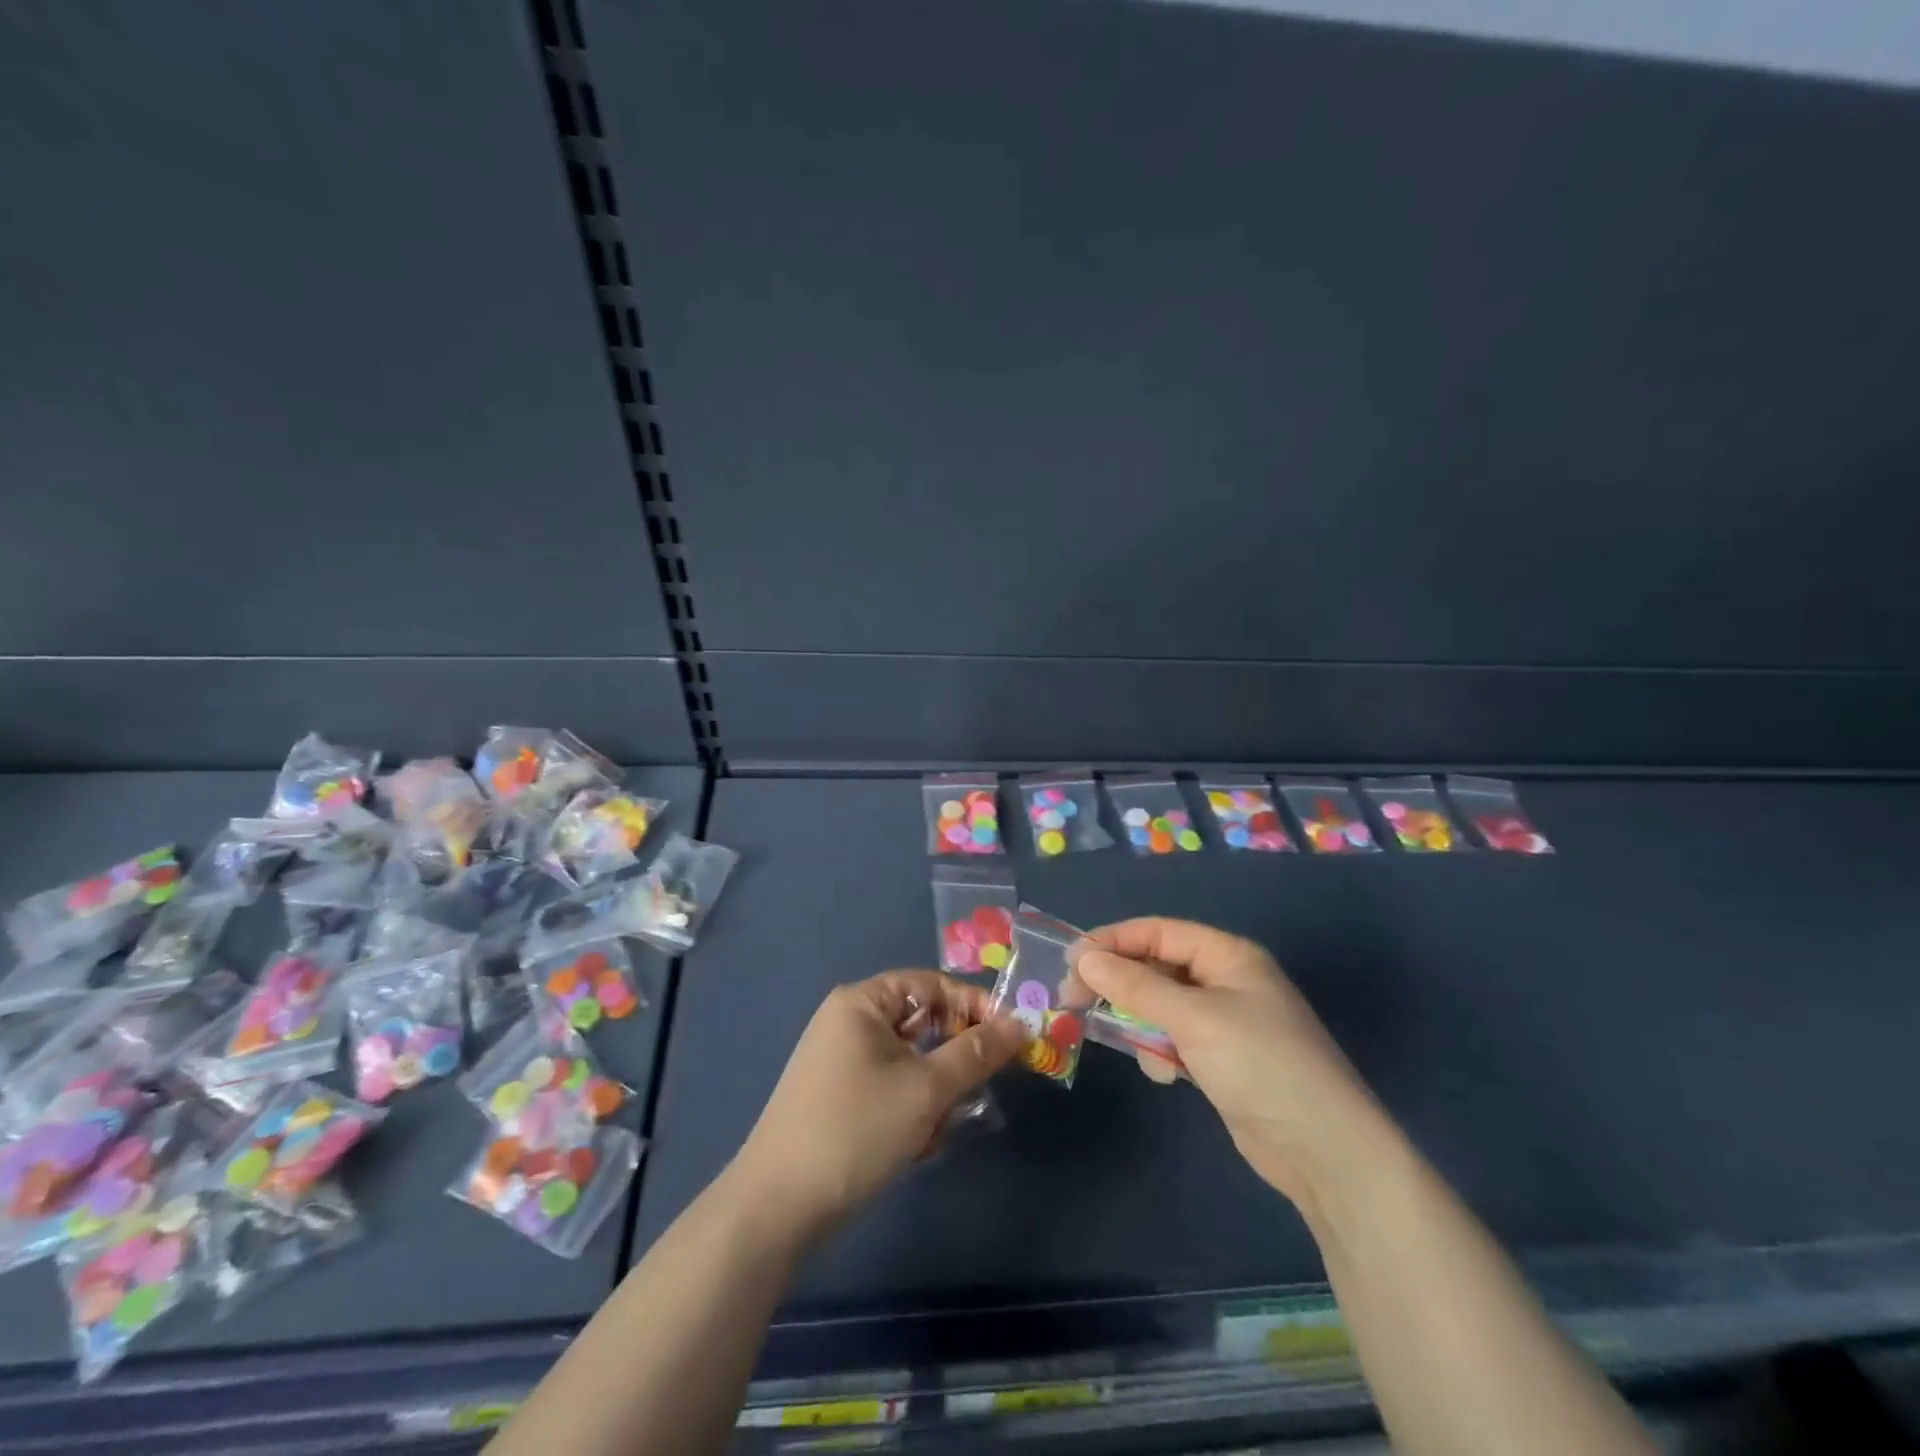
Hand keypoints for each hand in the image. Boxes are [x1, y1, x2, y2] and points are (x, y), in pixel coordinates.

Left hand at [732, 971, 1025, 1241]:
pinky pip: (891, 1087)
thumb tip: (1019, 1024)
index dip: (973, 1006)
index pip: (931, 984)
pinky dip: (912, 1108)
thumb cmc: (856, 1129)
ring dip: (935, 1091)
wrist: (778, 1207)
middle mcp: (849, 1021)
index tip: (1010, 1038)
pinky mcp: (839, 1097)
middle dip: (954, 1057)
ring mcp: (841, 1061)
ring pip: (910, 1061)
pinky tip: (917, 1145)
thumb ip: (976, 1053)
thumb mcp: (926, 1089)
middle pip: (921, 1022)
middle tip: (980, 1089)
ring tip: (940, 1129)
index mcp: (862, 1002)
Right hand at [1068, 919, 1380, 1206]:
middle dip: (1120, 984)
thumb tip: (1084, 958)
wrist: (1324, 1151)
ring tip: (1138, 1049)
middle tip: (1074, 1000)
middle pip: (1157, 967)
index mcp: (1228, 955)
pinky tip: (1167, 1075)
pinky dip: (1161, 1052)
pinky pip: (1175, 1040)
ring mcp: (1225, 1022)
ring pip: (1161, 1006)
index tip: (1071, 960)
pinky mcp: (1222, 1060)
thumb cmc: (1260, 1064)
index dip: (1114, 941)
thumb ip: (1136, 986)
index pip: (1159, 932)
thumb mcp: (1193, 1018)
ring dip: (1141, 1023)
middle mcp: (1226, 981)